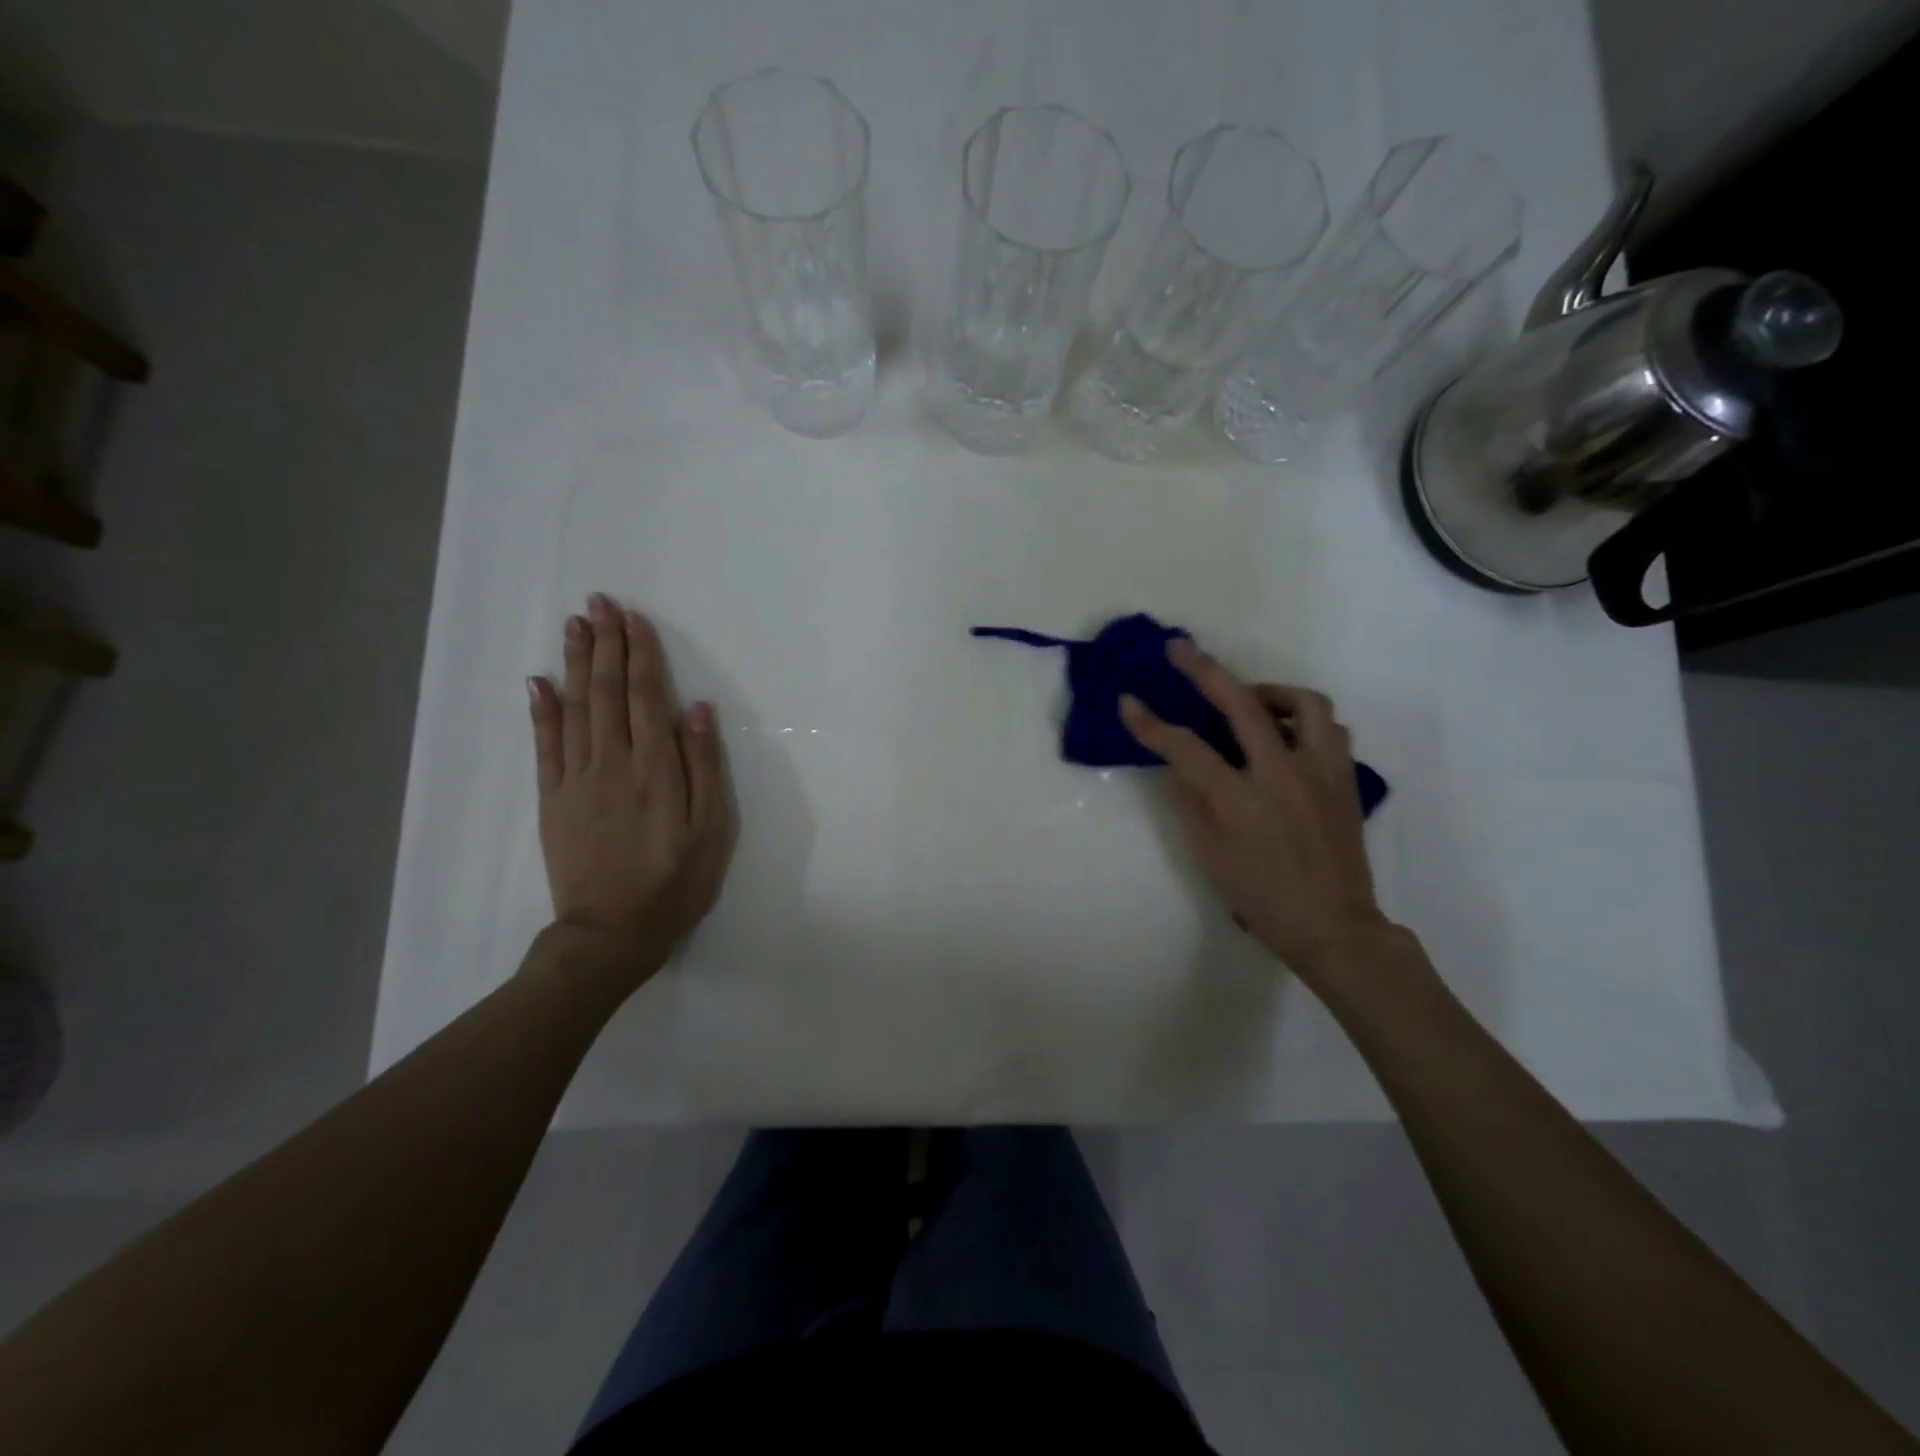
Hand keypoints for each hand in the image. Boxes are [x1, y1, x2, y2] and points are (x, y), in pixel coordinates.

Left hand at [528, 595, 735, 991]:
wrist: (611, 932)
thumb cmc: (675, 881)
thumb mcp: (712, 830)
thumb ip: (705, 767)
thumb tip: (698, 710)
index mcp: (655, 768)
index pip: (646, 696)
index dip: (640, 654)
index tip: (634, 618)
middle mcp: (612, 762)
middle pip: (607, 692)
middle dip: (605, 644)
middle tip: (599, 603)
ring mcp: (576, 779)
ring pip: (574, 708)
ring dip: (575, 663)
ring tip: (574, 625)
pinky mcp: (553, 799)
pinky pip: (545, 745)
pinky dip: (541, 710)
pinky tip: (539, 682)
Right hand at [1119, 639, 1392, 980]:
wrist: (1332, 925)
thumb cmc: (1260, 897)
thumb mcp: (1209, 854)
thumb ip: (1190, 801)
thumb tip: (1178, 763)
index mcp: (1240, 800)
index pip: (1186, 748)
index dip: (1151, 724)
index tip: (1127, 701)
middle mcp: (1282, 775)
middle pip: (1241, 705)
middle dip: (1204, 670)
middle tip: (1180, 649)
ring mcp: (1321, 773)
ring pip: (1304, 704)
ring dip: (1270, 691)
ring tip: (1251, 699)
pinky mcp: (1345, 779)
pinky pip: (1330, 730)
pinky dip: (1304, 720)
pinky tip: (1287, 734)